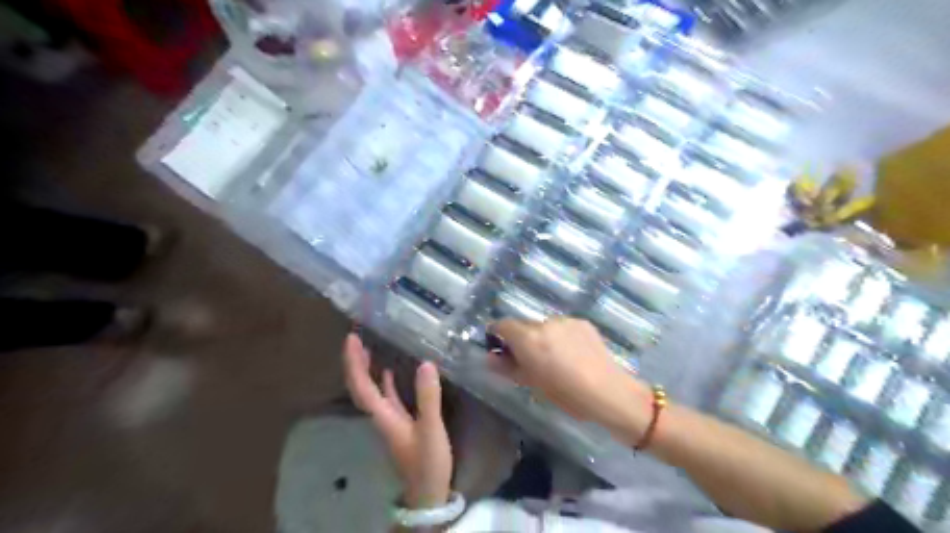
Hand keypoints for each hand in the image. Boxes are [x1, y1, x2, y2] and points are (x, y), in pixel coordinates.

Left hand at [345, 333, 454, 507]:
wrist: (427, 491)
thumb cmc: (427, 462)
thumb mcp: (430, 429)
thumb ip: (428, 398)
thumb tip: (426, 363)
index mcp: (383, 415)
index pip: (361, 385)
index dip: (354, 362)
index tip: (351, 339)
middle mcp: (380, 415)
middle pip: (360, 386)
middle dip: (355, 362)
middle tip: (356, 338)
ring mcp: (389, 419)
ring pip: (371, 390)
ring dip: (366, 369)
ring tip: (368, 348)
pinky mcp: (400, 423)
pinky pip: (386, 396)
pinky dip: (384, 381)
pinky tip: (389, 371)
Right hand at [489, 319, 654, 438]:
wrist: (608, 391)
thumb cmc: (565, 393)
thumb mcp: (532, 384)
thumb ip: (507, 367)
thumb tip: (489, 357)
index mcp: (528, 338)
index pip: (503, 324)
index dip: (498, 334)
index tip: (500, 348)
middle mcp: (544, 323)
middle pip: (524, 325)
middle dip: (522, 339)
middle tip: (530, 361)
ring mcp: (565, 320)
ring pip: (545, 326)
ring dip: (543, 337)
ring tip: (556, 359)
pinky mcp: (583, 323)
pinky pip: (563, 327)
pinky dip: (561, 337)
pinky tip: (573, 355)